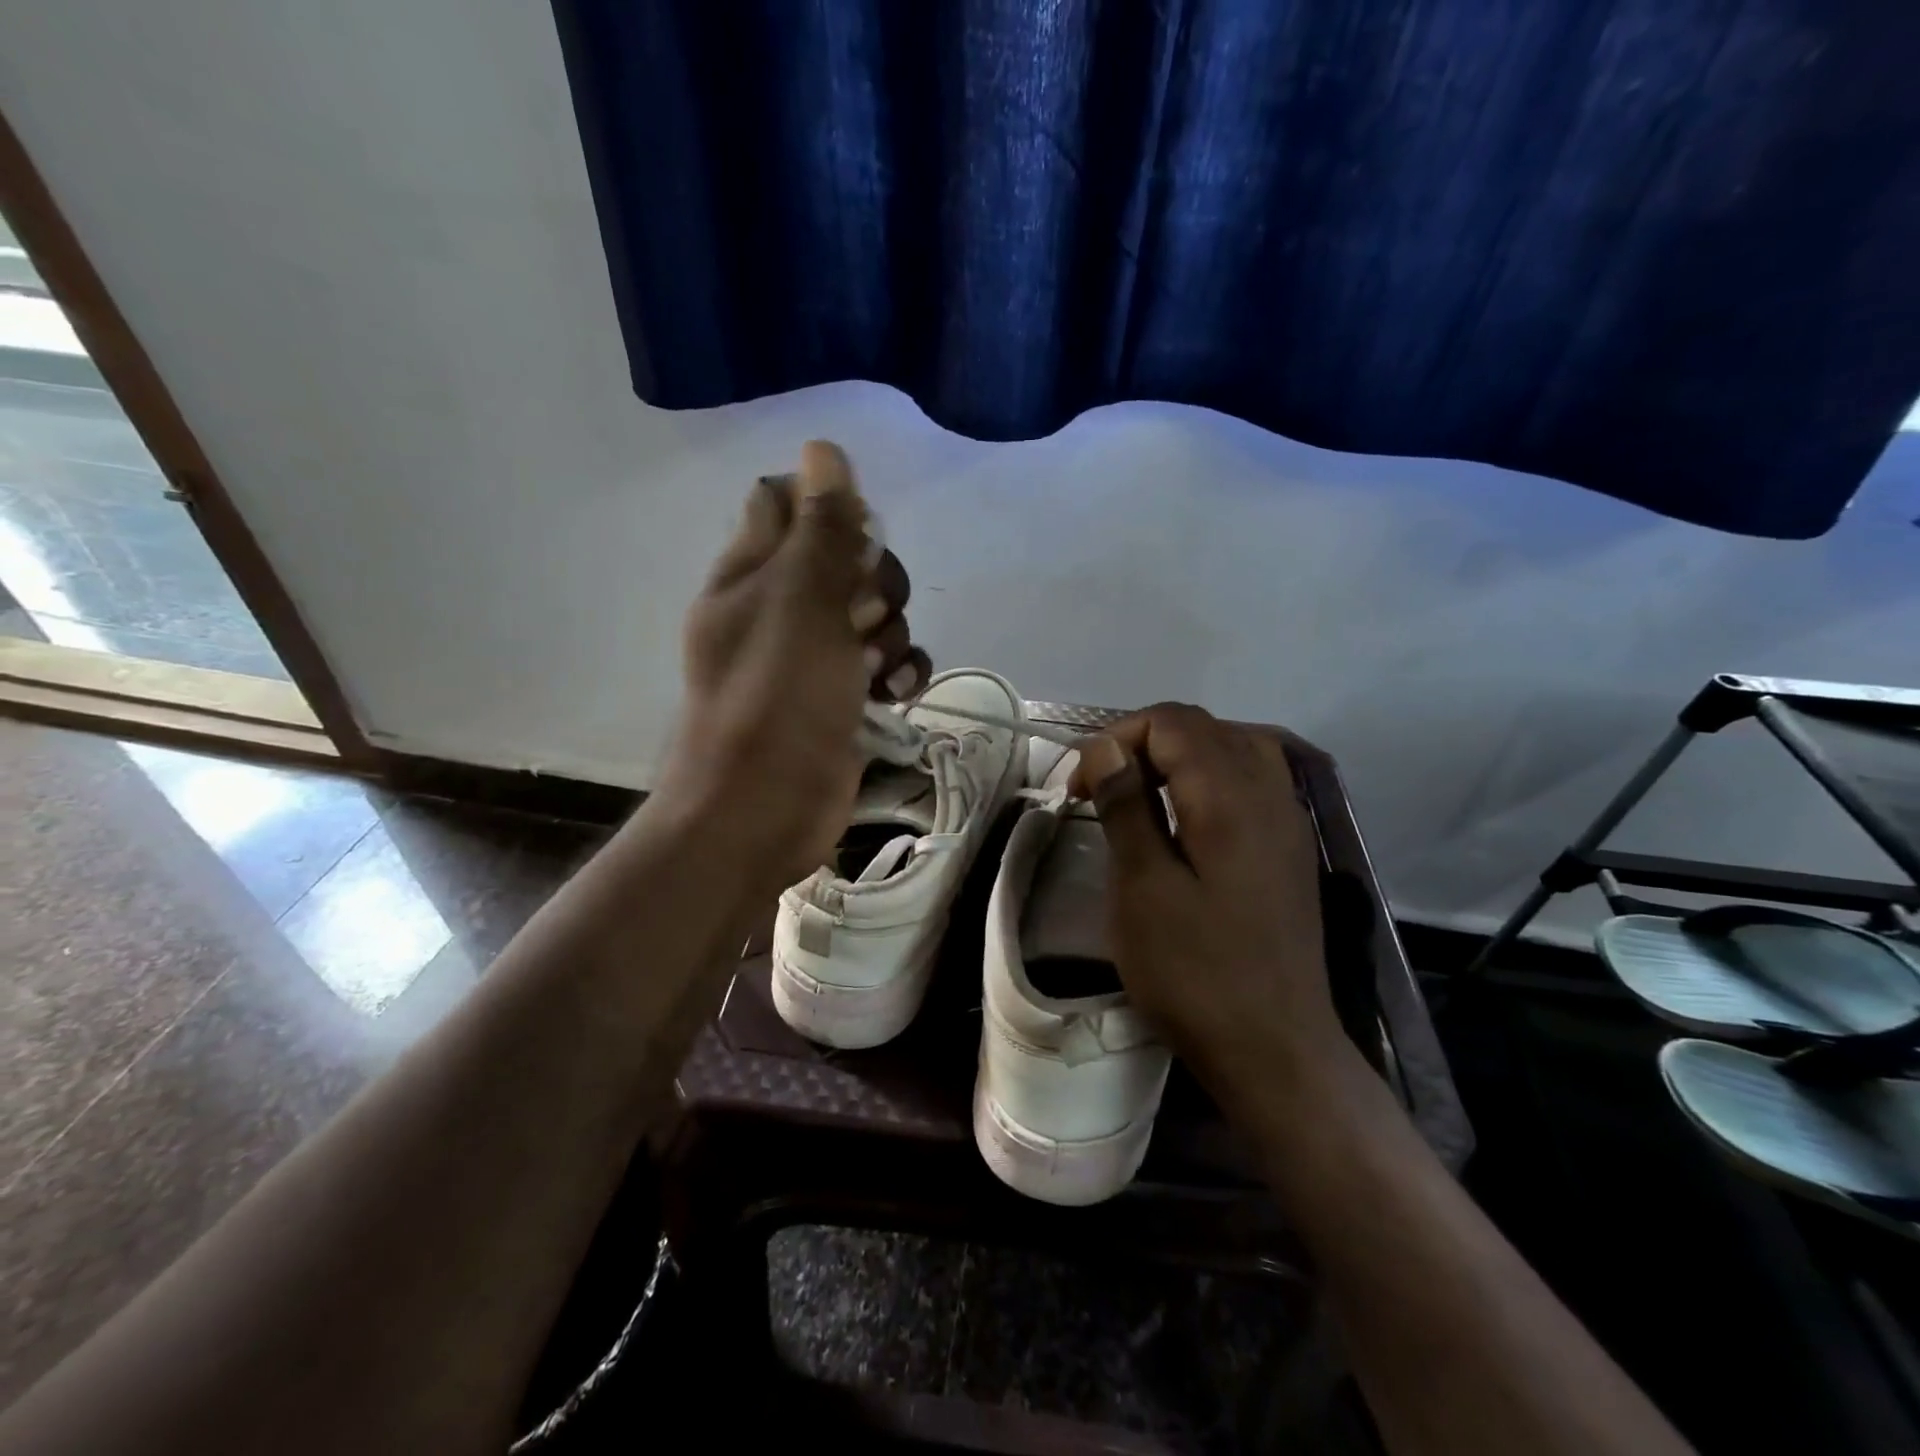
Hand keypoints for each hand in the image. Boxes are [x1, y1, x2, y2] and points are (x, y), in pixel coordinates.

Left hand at [656, 440, 928, 889]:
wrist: (763, 810)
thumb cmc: (776, 699)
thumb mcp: (801, 601)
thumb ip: (820, 529)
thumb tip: (824, 449)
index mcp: (751, 573)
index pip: (786, 503)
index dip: (828, 508)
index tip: (855, 537)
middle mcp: (781, 608)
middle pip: (847, 559)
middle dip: (875, 580)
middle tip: (863, 615)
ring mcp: (814, 657)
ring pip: (874, 614)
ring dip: (892, 633)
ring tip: (875, 669)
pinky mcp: (844, 699)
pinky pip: (886, 664)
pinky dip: (899, 673)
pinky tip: (896, 693)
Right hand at [1070, 705, 1355, 1112]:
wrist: (1275, 1048)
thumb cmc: (1194, 973)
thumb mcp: (1142, 888)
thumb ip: (1126, 806)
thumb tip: (1106, 748)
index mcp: (1229, 796)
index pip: (1171, 722)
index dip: (1116, 739)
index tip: (1080, 789)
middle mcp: (1269, 790)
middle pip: (1203, 727)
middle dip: (1142, 743)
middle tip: (1101, 790)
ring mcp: (1288, 817)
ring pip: (1232, 745)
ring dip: (1178, 756)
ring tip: (1141, 793)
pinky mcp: (1291, 845)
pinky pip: (1254, 777)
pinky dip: (1211, 775)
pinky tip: (1188, 812)